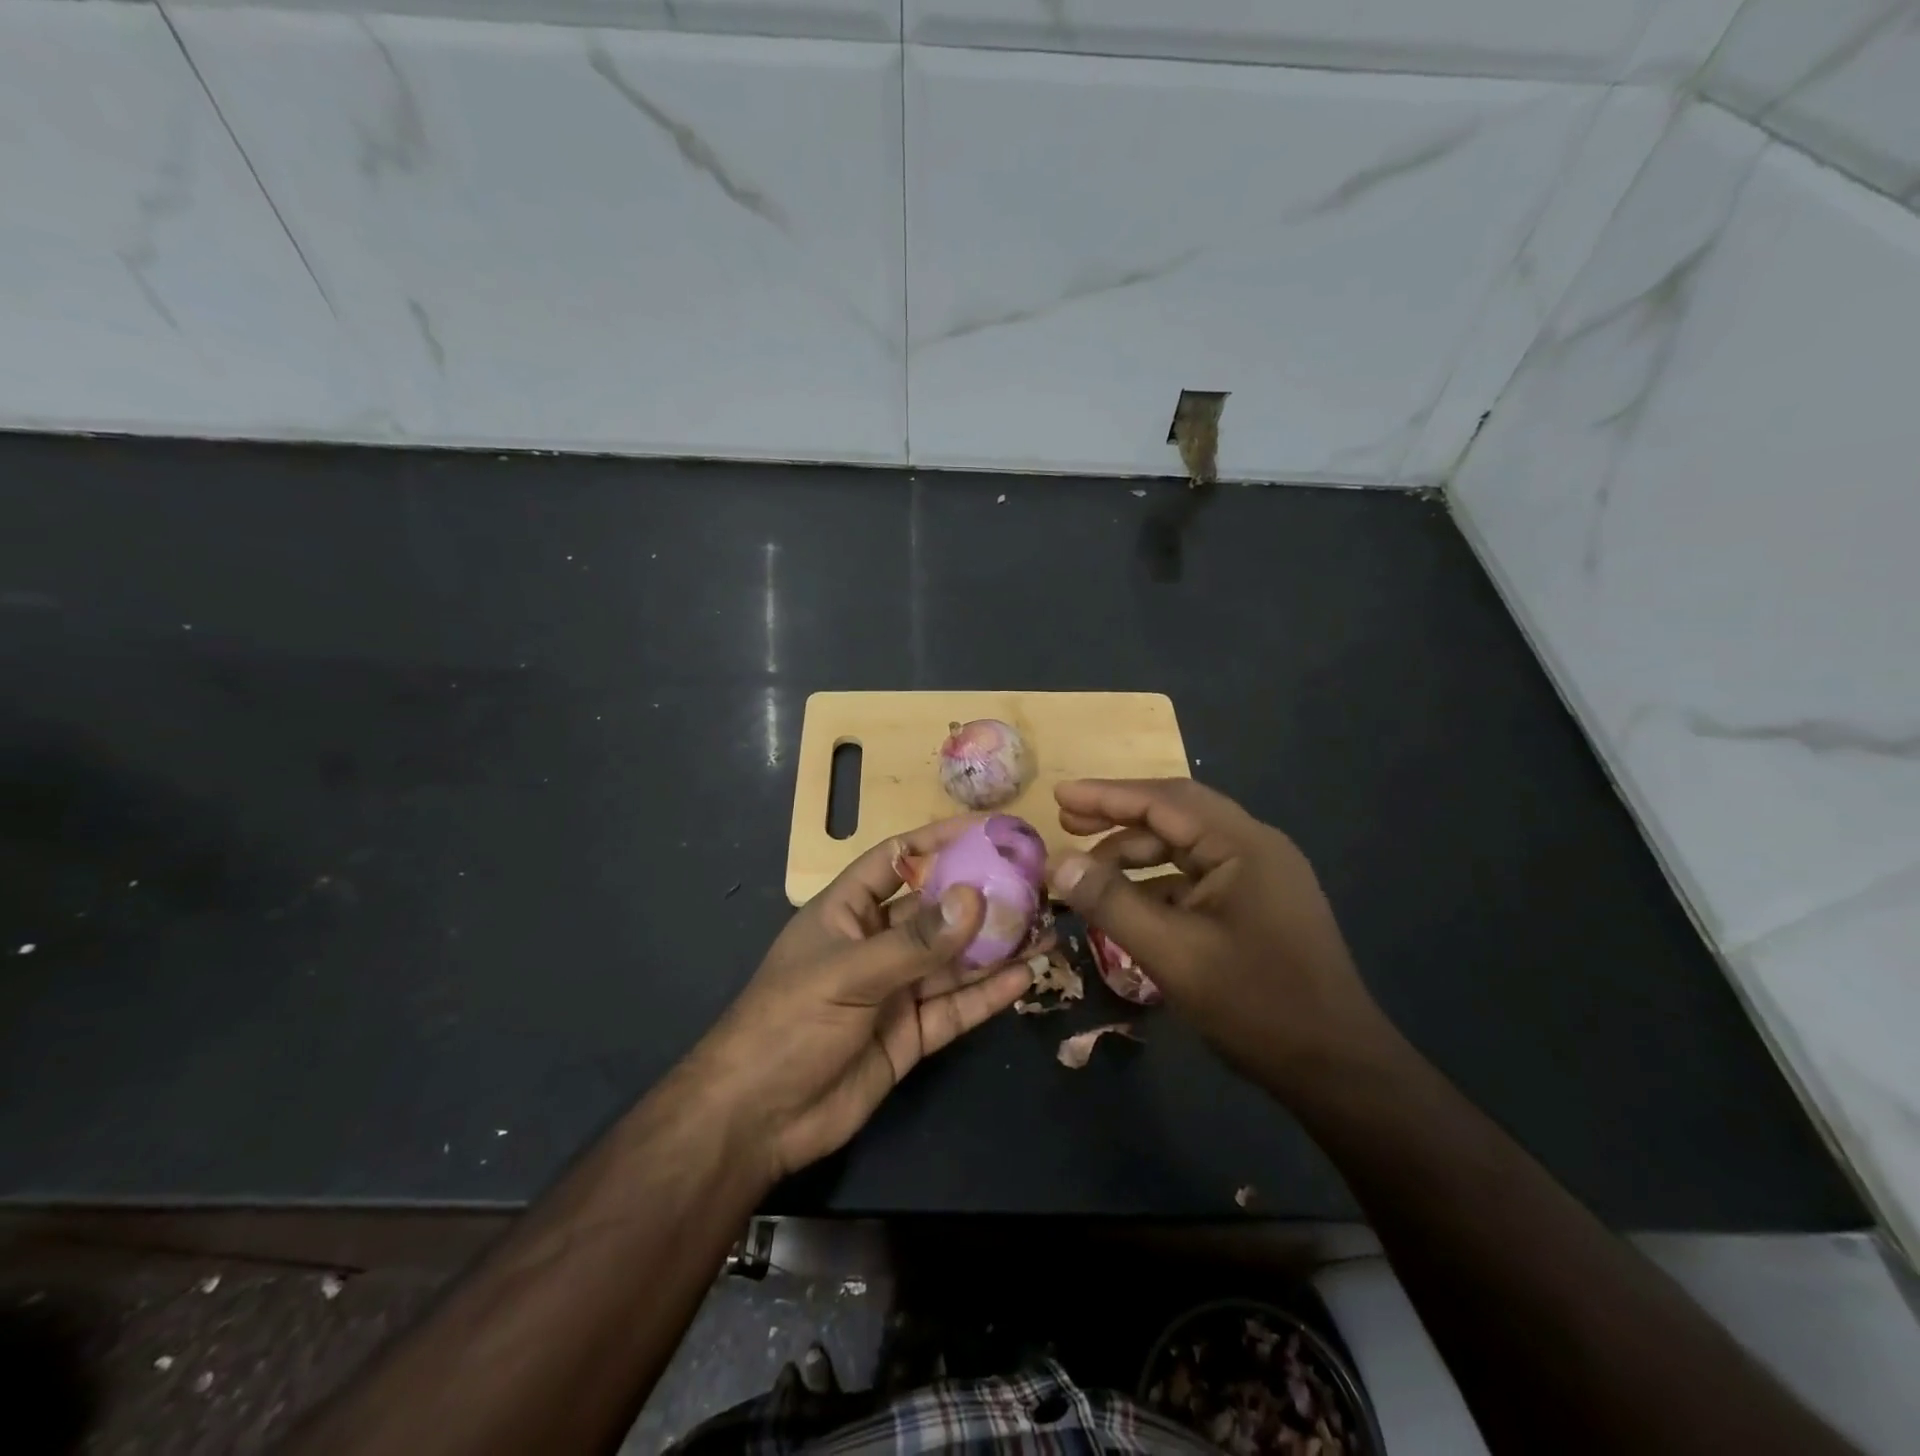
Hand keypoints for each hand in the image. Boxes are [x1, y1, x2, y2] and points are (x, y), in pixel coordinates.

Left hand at [694, 818, 1033, 1182]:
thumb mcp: (848, 973)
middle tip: (1034, 883)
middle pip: (937, 910)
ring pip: (955, 960)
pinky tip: (1026, 976)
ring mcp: (896, 990)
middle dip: (982, 896)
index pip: (898, 858)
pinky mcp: (912, 1034)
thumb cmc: (788, 1023)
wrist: (757, 1120)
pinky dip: (989, 993)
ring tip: (1045, 927)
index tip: (989, 830)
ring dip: (996, 945)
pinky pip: (957, 1006)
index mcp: (848, 911)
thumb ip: (914, 942)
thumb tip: (975, 898)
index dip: (939, 840)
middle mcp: (877, 943)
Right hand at [1046, 779, 1390, 1089]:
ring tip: (1089, 874)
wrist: (1337, 1068)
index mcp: (1243, 845)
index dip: (1106, 796)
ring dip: (1136, 855)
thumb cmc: (1256, 1005)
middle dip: (1118, 818)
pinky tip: (1130, 905)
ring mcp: (1260, 876)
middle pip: (1175, 815)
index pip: (1163, 801)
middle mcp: (1255, 847)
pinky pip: (1197, 877)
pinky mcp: (1258, 905)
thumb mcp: (1172, 953)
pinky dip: (1158, 883)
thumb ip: (1111, 902)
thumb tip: (1056, 863)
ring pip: (1185, 847)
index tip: (1059, 796)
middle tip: (1067, 827)